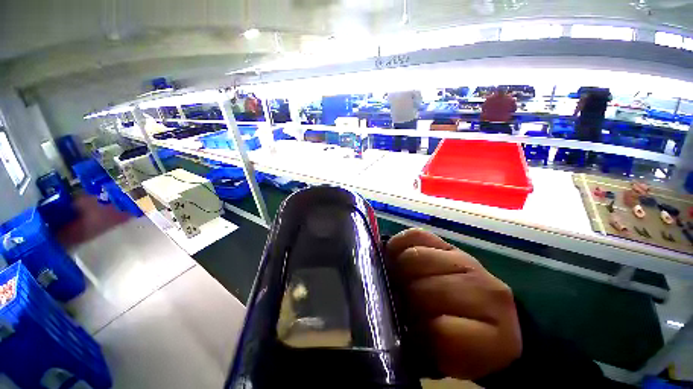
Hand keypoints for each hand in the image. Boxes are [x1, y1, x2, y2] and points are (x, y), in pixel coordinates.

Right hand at [386, 229, 521, 379]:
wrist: (488, 314)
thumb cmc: (465, 343)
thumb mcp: (447, 360)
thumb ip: (423, 347)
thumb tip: (392, 319)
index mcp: (491, 338)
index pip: (440, 333)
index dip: (418, 333)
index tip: (411, 334)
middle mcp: (484, 292)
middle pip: (424, 290)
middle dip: (405, 298)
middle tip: (400, 303)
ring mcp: (467, 261)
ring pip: (415, 259)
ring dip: (398, 271)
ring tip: (397, 280)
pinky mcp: (450, 244)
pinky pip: (415, 236)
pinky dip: (398, 246)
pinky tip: (397, 258)